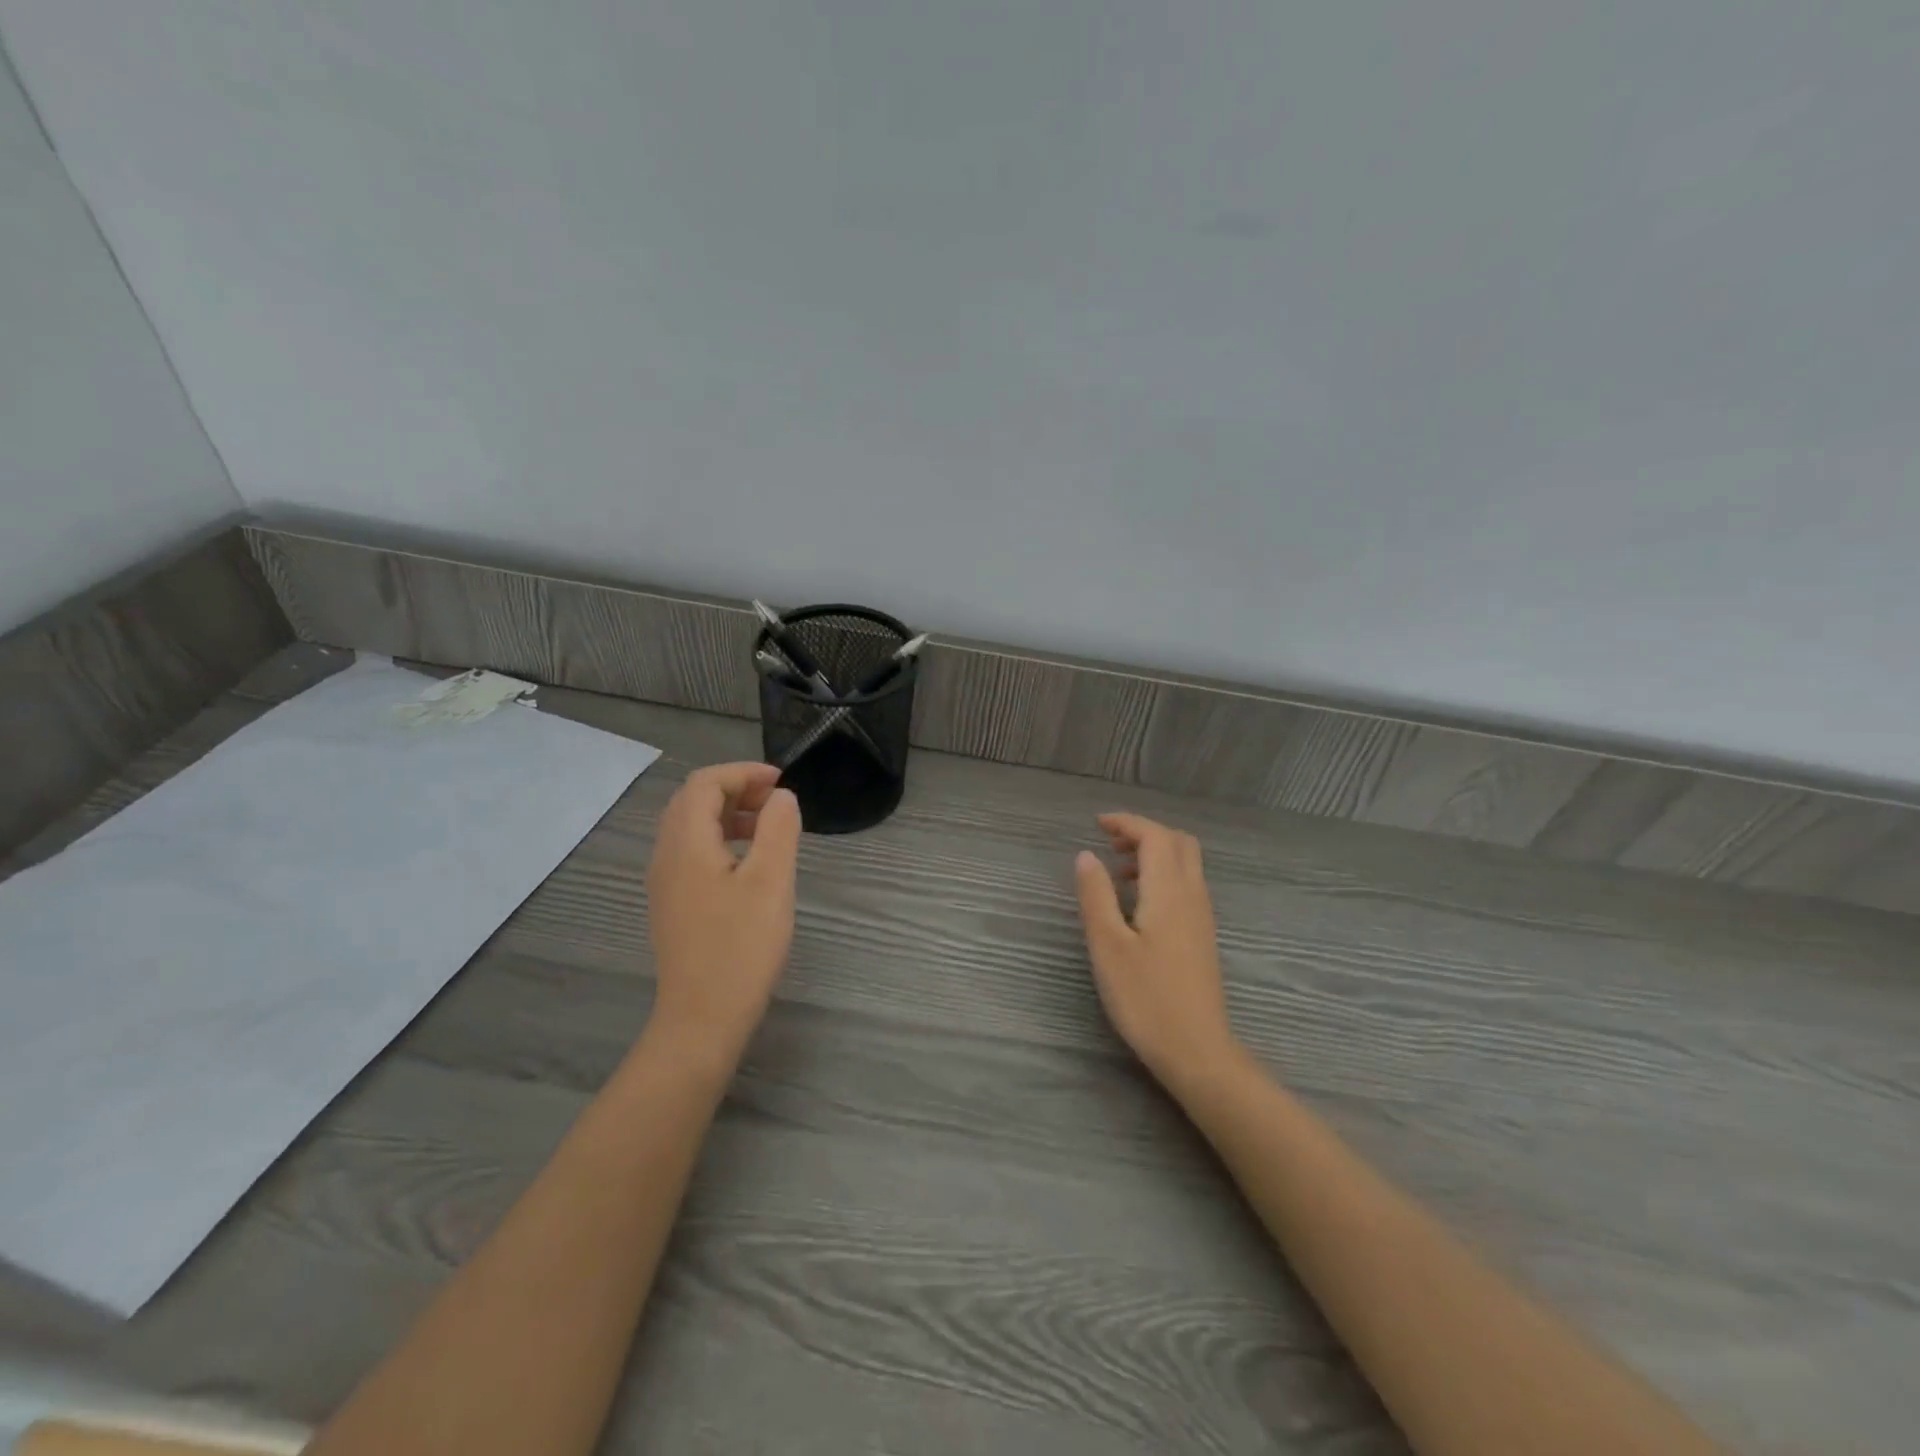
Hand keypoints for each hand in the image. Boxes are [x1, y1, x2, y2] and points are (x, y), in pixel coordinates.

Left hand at [645, 762, 801, 1066]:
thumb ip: (778, 829)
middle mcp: (666, 856)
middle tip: (776, 801)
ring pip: (690, 827)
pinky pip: (691, 853)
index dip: (742, 773)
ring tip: (769, 827)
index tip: (781, 783)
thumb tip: (781, 796)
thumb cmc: (741, 947)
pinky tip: (749, 864)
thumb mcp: (771, 882)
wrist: (702, 1019)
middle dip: (735, 789)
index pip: (704, 784)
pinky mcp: (672, 904)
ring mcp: (665, 883)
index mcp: (686, 844)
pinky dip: (720, 839)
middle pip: (692, 801)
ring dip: (728, 814)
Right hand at [1074, 813, 1239, 1089]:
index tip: (1097, 824)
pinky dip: (1162, 875)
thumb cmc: (1145, 998)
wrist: (1197, 1050)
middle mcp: (1193, 896)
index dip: (1127, 822)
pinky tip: (1138, 903)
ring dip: (1154, 854)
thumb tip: (1086, 855)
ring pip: (1185, 864)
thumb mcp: (1107, 945)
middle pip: (1178, 842)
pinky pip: (1187, 885)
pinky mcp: (1203, 936)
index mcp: (1169, 891)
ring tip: (1117, 872)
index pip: (1155, 836)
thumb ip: (1096, 896)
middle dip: (1144, 832)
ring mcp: (1202, 917)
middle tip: (1110, 843)